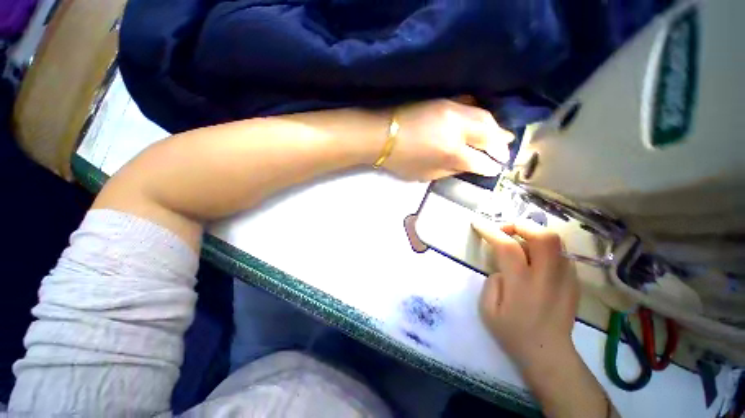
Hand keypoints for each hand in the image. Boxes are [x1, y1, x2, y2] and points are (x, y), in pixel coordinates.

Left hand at [382, 99, 512, 180]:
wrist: (382, 135)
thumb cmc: (401, 160)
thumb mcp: (425, 174)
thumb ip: (450, 170)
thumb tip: (469, 166)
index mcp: (451, 152)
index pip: (480, 161)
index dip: (490, 167)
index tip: (496, 169)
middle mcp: (458, 129)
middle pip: (489, 135)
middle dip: (501, 145)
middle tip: (506, 151)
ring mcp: (452, 111)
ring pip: (484, 117)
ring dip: (496, 128)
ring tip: (501, 137)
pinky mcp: (444, 101)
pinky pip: (471, 105)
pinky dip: (481, 114)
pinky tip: (485, 121)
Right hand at [472, 220, 579, 368]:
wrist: (548, 354)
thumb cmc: (513, 333)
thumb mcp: (487, 309)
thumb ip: (492, 281)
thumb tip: (502, 267)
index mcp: (522, 284)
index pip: (507, 246)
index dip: (490, 230)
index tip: (477, 223)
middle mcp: (547, 277)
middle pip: (543, 236)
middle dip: (520, 225)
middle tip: (505, 230)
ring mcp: (566, 279)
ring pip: (556, 242)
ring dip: (533, 234)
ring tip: (519, 240)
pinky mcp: (574, 283)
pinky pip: (560, 254)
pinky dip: (545, 248)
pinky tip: (535, 258)